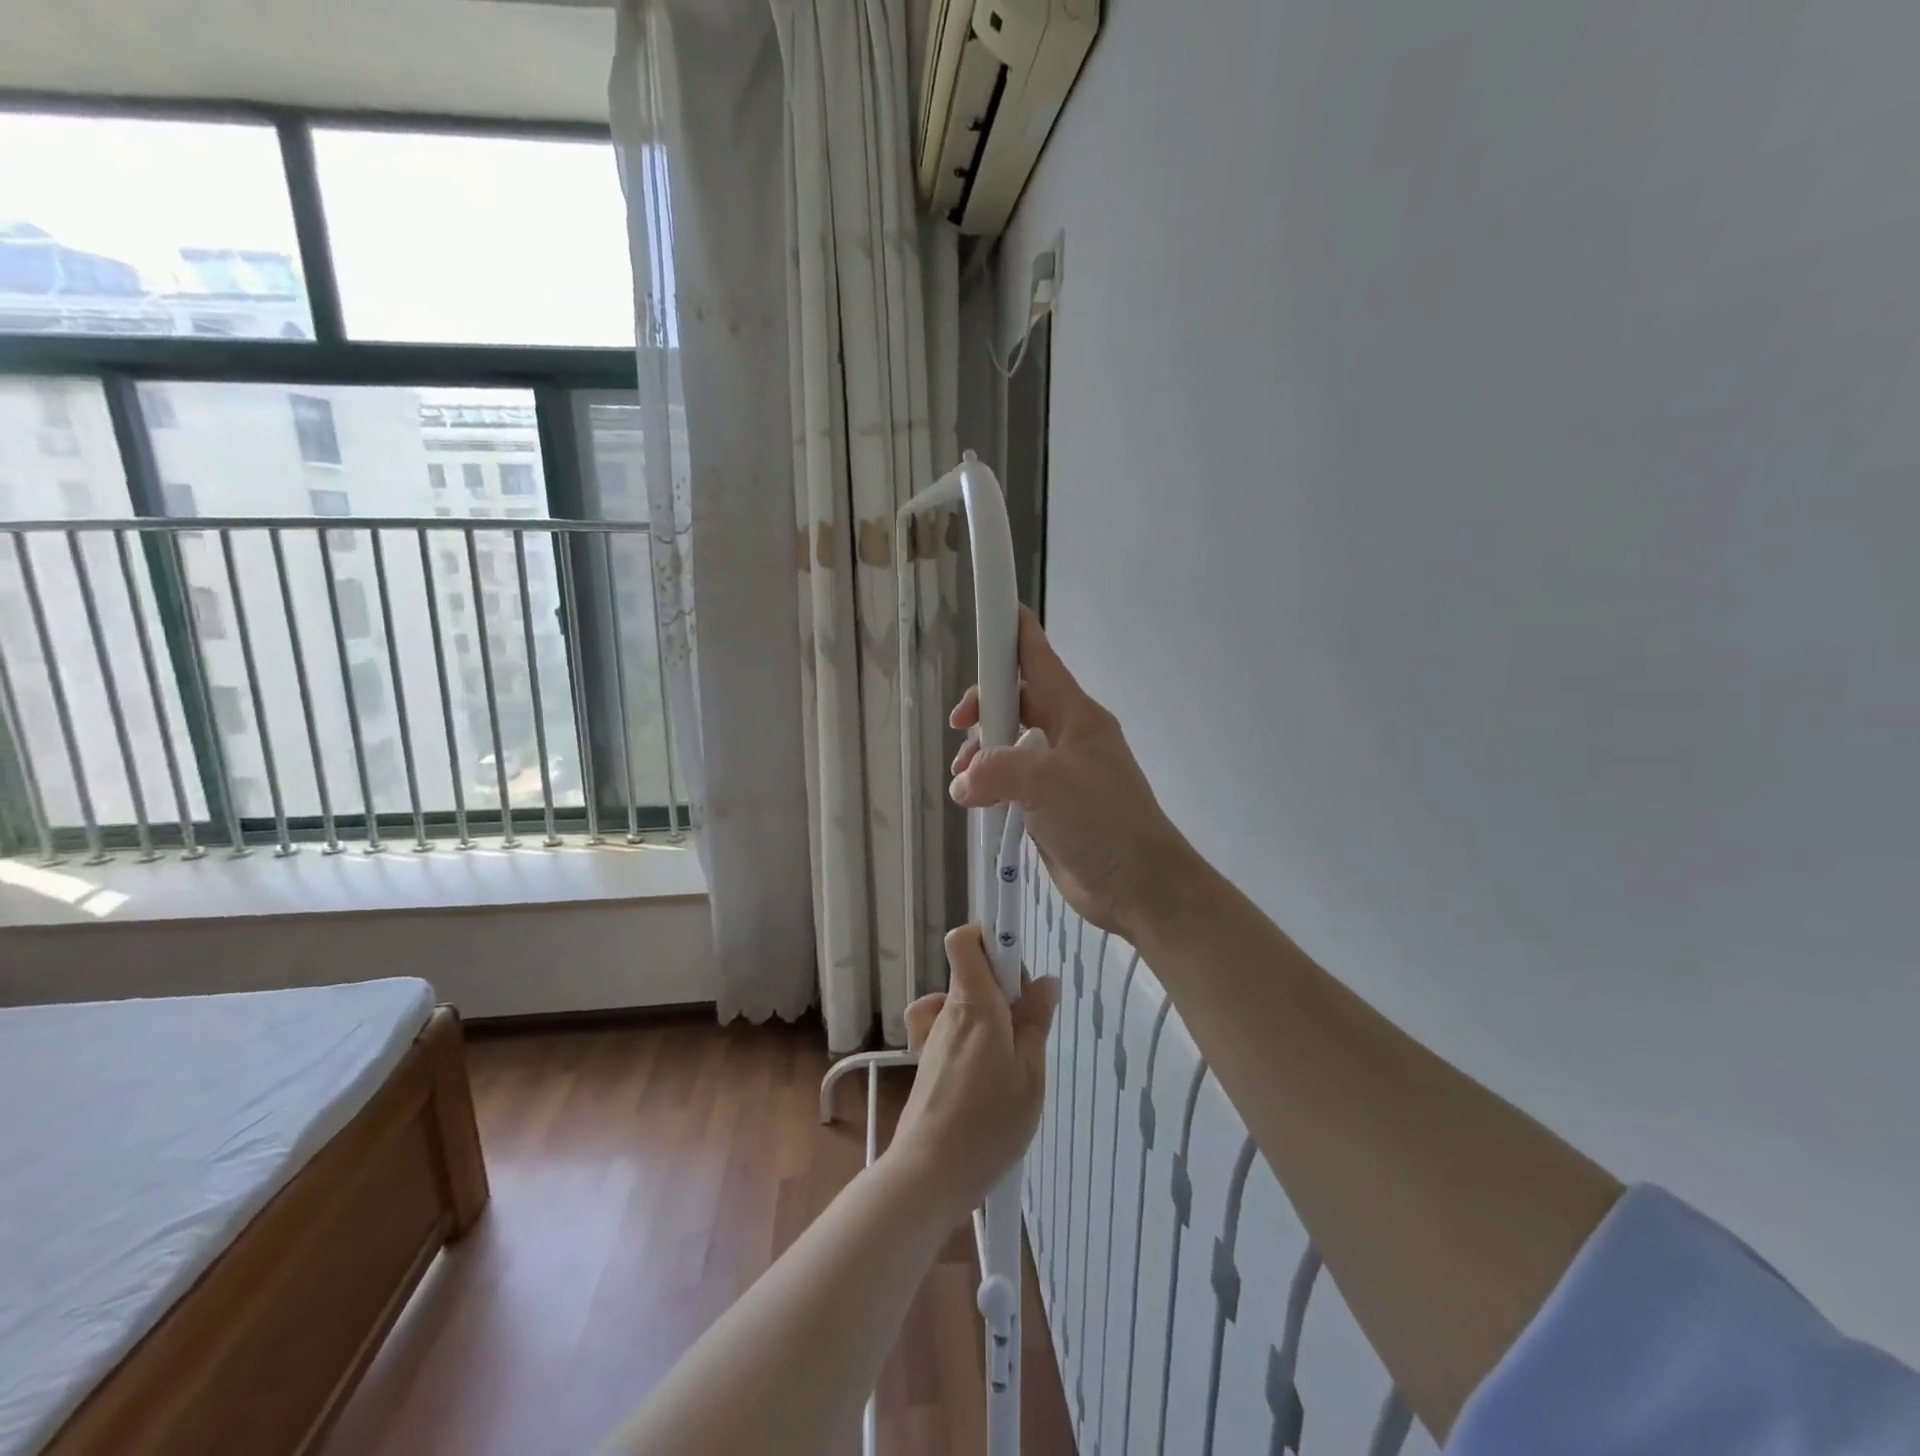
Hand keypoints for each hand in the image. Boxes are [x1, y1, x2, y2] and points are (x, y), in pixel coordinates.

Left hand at [887, 925, 1058, 1219]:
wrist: (928, 1174)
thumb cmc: (988, 1123)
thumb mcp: (1030, 1074)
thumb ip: (1035, 1022)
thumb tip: (1044, 979)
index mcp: (975, 1003)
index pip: (966, 939)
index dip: (992, 937)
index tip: (1019, 964)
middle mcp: (948, 1010)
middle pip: (973, 971)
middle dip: (1006, 984)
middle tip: (1030, 1026)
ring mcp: (934, 1035)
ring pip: (966, 1002)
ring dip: (992, 1015)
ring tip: (1014, 1058)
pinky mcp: (929, 1060)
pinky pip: (953, 1029)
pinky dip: (971, 1037)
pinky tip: (985, 1070)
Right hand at [949, 608, 1190, 938]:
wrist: (1139, 884)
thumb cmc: (1103, 820)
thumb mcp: (1047, 782)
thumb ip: (997, 770)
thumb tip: (963, 783)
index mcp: (1075, 714)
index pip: (1039, 659)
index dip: (1013, 632)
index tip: (986, 615)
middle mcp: (1067, 735)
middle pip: (1016, 700)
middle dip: (984, 708)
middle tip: (959, 728)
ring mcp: (1060, 772)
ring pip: (1010, 743)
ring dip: (981, 754)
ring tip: (965, 782)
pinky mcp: (1051, 806)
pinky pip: (1012, 781)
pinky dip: (989, 785)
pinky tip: (975, 803)